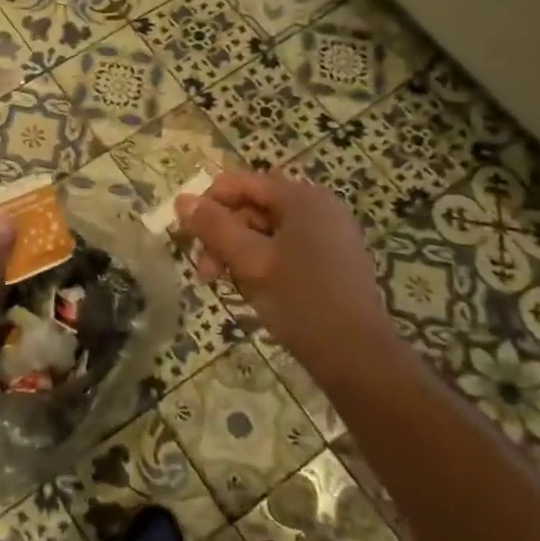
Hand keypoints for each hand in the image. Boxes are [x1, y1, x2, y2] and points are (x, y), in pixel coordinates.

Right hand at [176, 172, 391, 374]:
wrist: (357, 357)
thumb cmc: (300, 301)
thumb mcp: (249, 261)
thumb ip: (213, 226)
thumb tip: (182, 199)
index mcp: (302, 198)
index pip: (241, 183)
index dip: (208, 204)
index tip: (187, 236)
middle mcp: (319, 207)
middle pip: (253, 207)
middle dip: (223, 235)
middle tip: (205, 273)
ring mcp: (330, 234)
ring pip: (267, 231)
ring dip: (238, 252)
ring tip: (225, 285)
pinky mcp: (333, 260)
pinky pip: (286, 248)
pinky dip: (262, 263)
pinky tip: (252, 290)